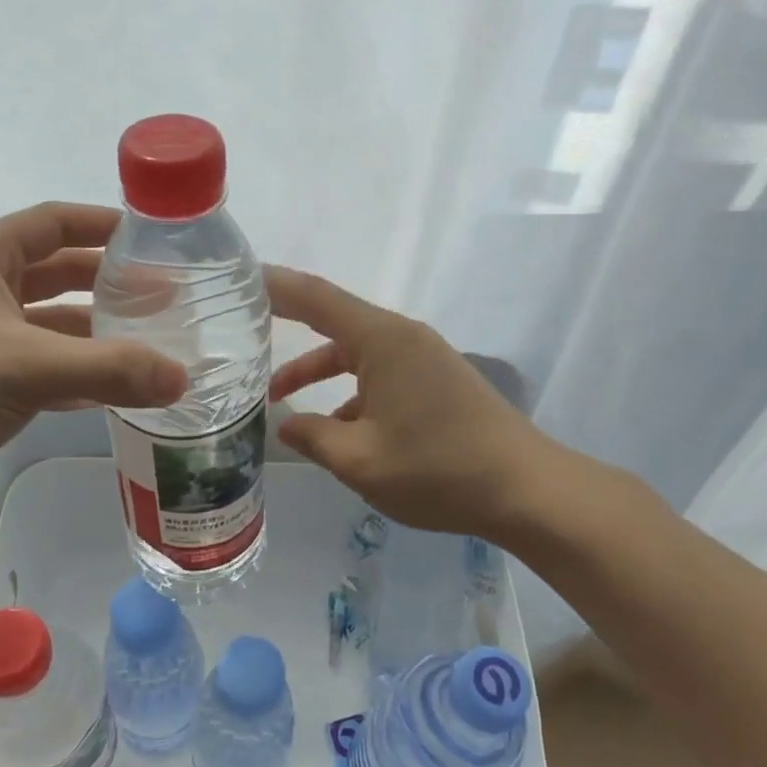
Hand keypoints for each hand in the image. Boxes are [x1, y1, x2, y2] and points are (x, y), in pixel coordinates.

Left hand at [0, 204, 186, 522]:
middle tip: (165, 300)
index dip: (104, 225)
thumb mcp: (23, 369)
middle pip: (54, 273)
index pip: (52, 222)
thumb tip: (183, 377)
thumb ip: (107, 369)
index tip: (156, 240)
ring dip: (92, 333)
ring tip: (149, 345)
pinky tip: (109, 389)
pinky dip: (69, 372)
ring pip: (45, 323)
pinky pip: (32, 364)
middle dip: (108, 284)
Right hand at [267, 268, 594, 542]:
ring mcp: (423, 358)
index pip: (316, 298)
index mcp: (382, 341)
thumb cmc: (438, 469)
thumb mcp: (360, 460)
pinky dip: (350, 391)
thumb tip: (285, 424)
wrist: (527, 490)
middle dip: (289, 326)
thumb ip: (313, 437)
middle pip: (334, 320)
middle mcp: (402, 338)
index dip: (276, 285)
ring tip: (277, 399)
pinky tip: (336, 429)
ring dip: (318, 370)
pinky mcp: (436, 381)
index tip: (240, 276)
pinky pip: (379, 372)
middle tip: (243, 327)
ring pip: (356, 353)